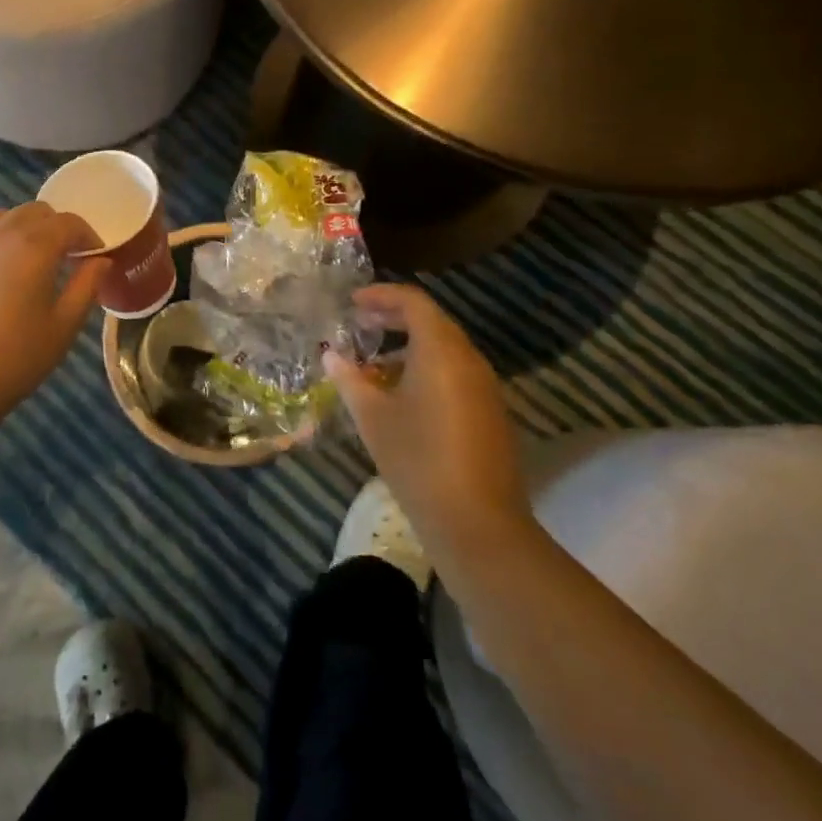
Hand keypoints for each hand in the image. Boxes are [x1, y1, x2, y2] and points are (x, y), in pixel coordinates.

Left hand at [0, 203, 106, 416]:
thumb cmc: (14, 359)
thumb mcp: (63, 327)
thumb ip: (86, 286)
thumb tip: (100, 261)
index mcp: (33, 246)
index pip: (68, 222)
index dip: (87, 235)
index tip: (93, 256)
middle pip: (33, 212)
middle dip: (54, 228)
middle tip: (62, 258)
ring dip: (20, 231)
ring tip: (25, 263)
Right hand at [322, 283, 535, 573]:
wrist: (478, 524)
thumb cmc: (417, 460)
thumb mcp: (372, 417)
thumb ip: (350, 380)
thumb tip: (331, 356)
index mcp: (441, 351)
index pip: (414, 302)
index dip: (382, 296)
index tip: (353, 303)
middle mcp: (469, 360)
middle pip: (432, 322)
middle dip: (395, 318)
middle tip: (360, 325)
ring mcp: (484, 388)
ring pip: (445, 350)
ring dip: (410, 346)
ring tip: (374, 363)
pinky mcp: (490, 413)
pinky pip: (455, 374)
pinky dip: (427, 369)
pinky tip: (401, 395)